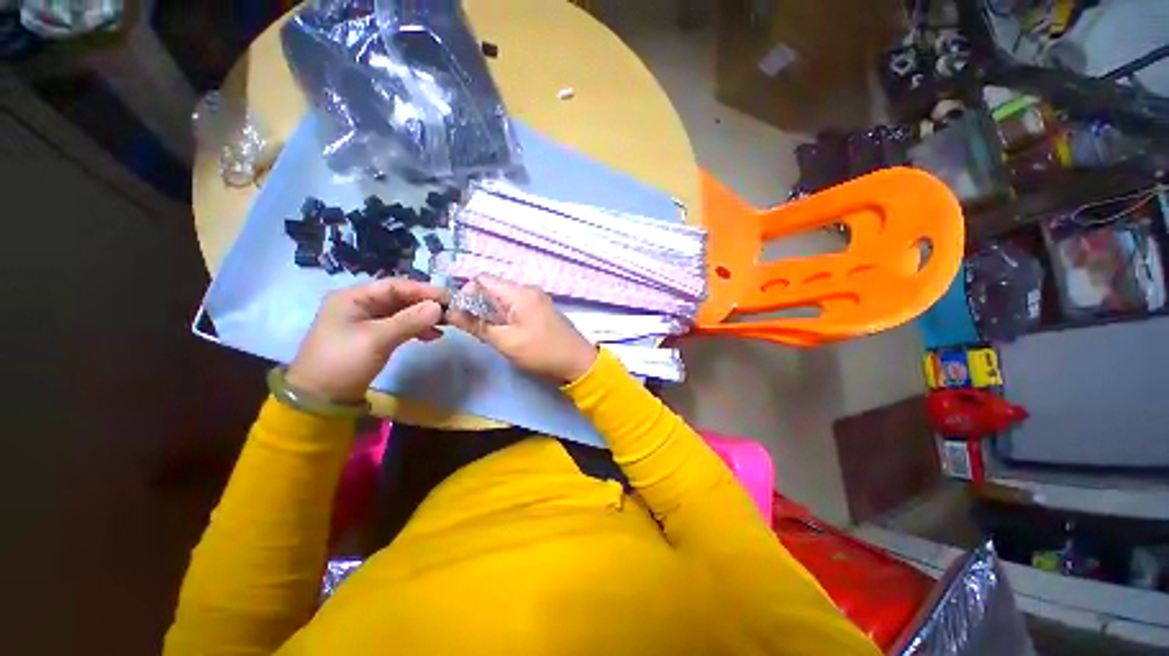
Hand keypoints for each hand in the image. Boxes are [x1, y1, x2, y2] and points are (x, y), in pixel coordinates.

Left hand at [287, 278, 445, 402]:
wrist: (319, 398)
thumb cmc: (343, 361)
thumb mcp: (377, 339)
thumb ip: (409, 320)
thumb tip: (439, 307)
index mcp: (353, 297)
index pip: (394, 286)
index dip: (423, 290)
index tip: (448, 297)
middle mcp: (359, 304)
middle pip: (399, 298)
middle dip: (425, 304)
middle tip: (450, 311)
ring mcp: (365, 321)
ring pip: (401, 312)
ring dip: (423, 317)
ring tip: (445, 325)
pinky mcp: (372, 337)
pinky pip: (399, 326)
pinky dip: (416, 329)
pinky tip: (432, 336)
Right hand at [447, 275, 596, 383]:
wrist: (577, 363)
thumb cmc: (541, 352)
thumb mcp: (505, 341)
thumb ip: (477, 325)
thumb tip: (450, 312)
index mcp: (520, 292)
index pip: (482, 279)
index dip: (466, 293)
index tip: (461, 315)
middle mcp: (528, 290)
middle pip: (492, 288)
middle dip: (478, 305)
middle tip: (473, 328)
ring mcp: (536, 299)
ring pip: (503, 299)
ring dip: (491, 313)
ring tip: (489, 333)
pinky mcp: (540, 310)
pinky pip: (515, 306)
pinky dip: (504, 316)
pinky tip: (505, 333)